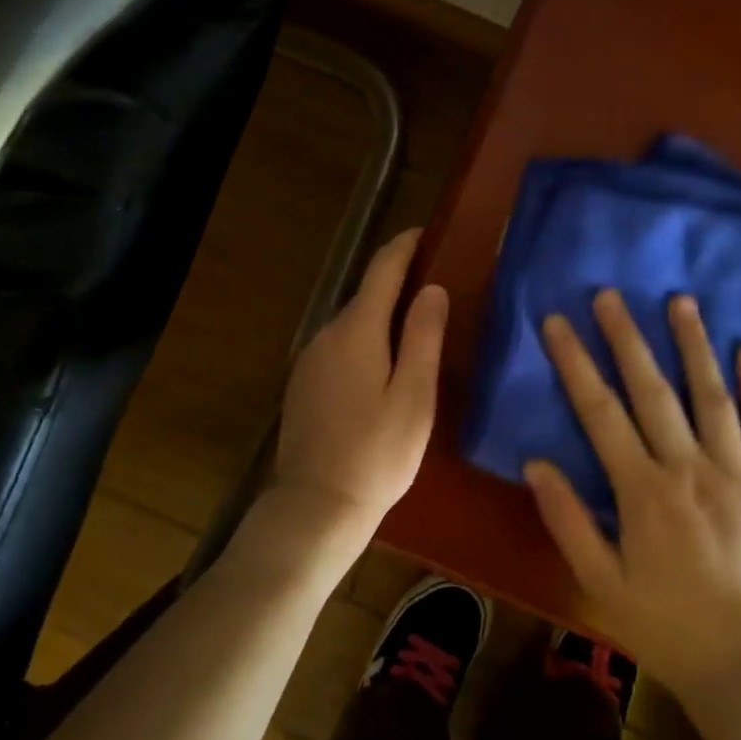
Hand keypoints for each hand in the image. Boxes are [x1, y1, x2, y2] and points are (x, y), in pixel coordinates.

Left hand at [253, 229, 447, 568]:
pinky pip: (340, 346)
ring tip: (417, 324)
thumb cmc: (377, 453)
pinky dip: (365, 340)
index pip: (381, 270)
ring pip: (352, 323)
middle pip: (365, 295)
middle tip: (436, 285)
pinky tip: (384, 364)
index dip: (404, 246)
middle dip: (397, 282)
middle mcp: (326, 335)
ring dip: (382, 314)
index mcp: (356, 330)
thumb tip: (432, 288)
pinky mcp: (304, 385)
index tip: (426, 232)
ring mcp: (310, 360)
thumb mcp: (413, 396)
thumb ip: (423, 337)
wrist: (316, 507)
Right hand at [526, 289, 740, 695]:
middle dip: (627, 337)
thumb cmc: (664, 624)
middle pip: (653, 390)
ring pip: (713, 395)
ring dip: (695, 344)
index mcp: (644, 492)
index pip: (600, 412)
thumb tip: (535, 462)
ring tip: (681, 300)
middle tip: (610, 293)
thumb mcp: (599, 583)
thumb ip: (567, 519)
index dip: (576, 363)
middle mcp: (690, 468)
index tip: (558, 322)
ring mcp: (737, 472)